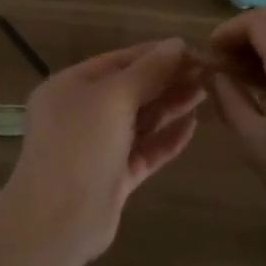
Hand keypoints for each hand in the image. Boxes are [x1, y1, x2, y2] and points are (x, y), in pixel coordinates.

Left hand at [4, 38, 204, 262]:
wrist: (58, 220)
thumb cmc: (81, 145)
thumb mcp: (113, 98)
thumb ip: (148, 71)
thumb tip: (176, 44)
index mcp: (70, 87)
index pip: (118, 61)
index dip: (154, 54)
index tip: (191, 49)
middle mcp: (81, 114)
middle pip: (130, 89)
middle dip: (167, 79)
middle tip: (207, 70)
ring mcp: (97, 147)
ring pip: (139, 120)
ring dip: (170, 105)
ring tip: (206, 90)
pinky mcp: (113, 177)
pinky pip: (144, 151)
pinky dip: (167, 138)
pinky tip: (193, 126)